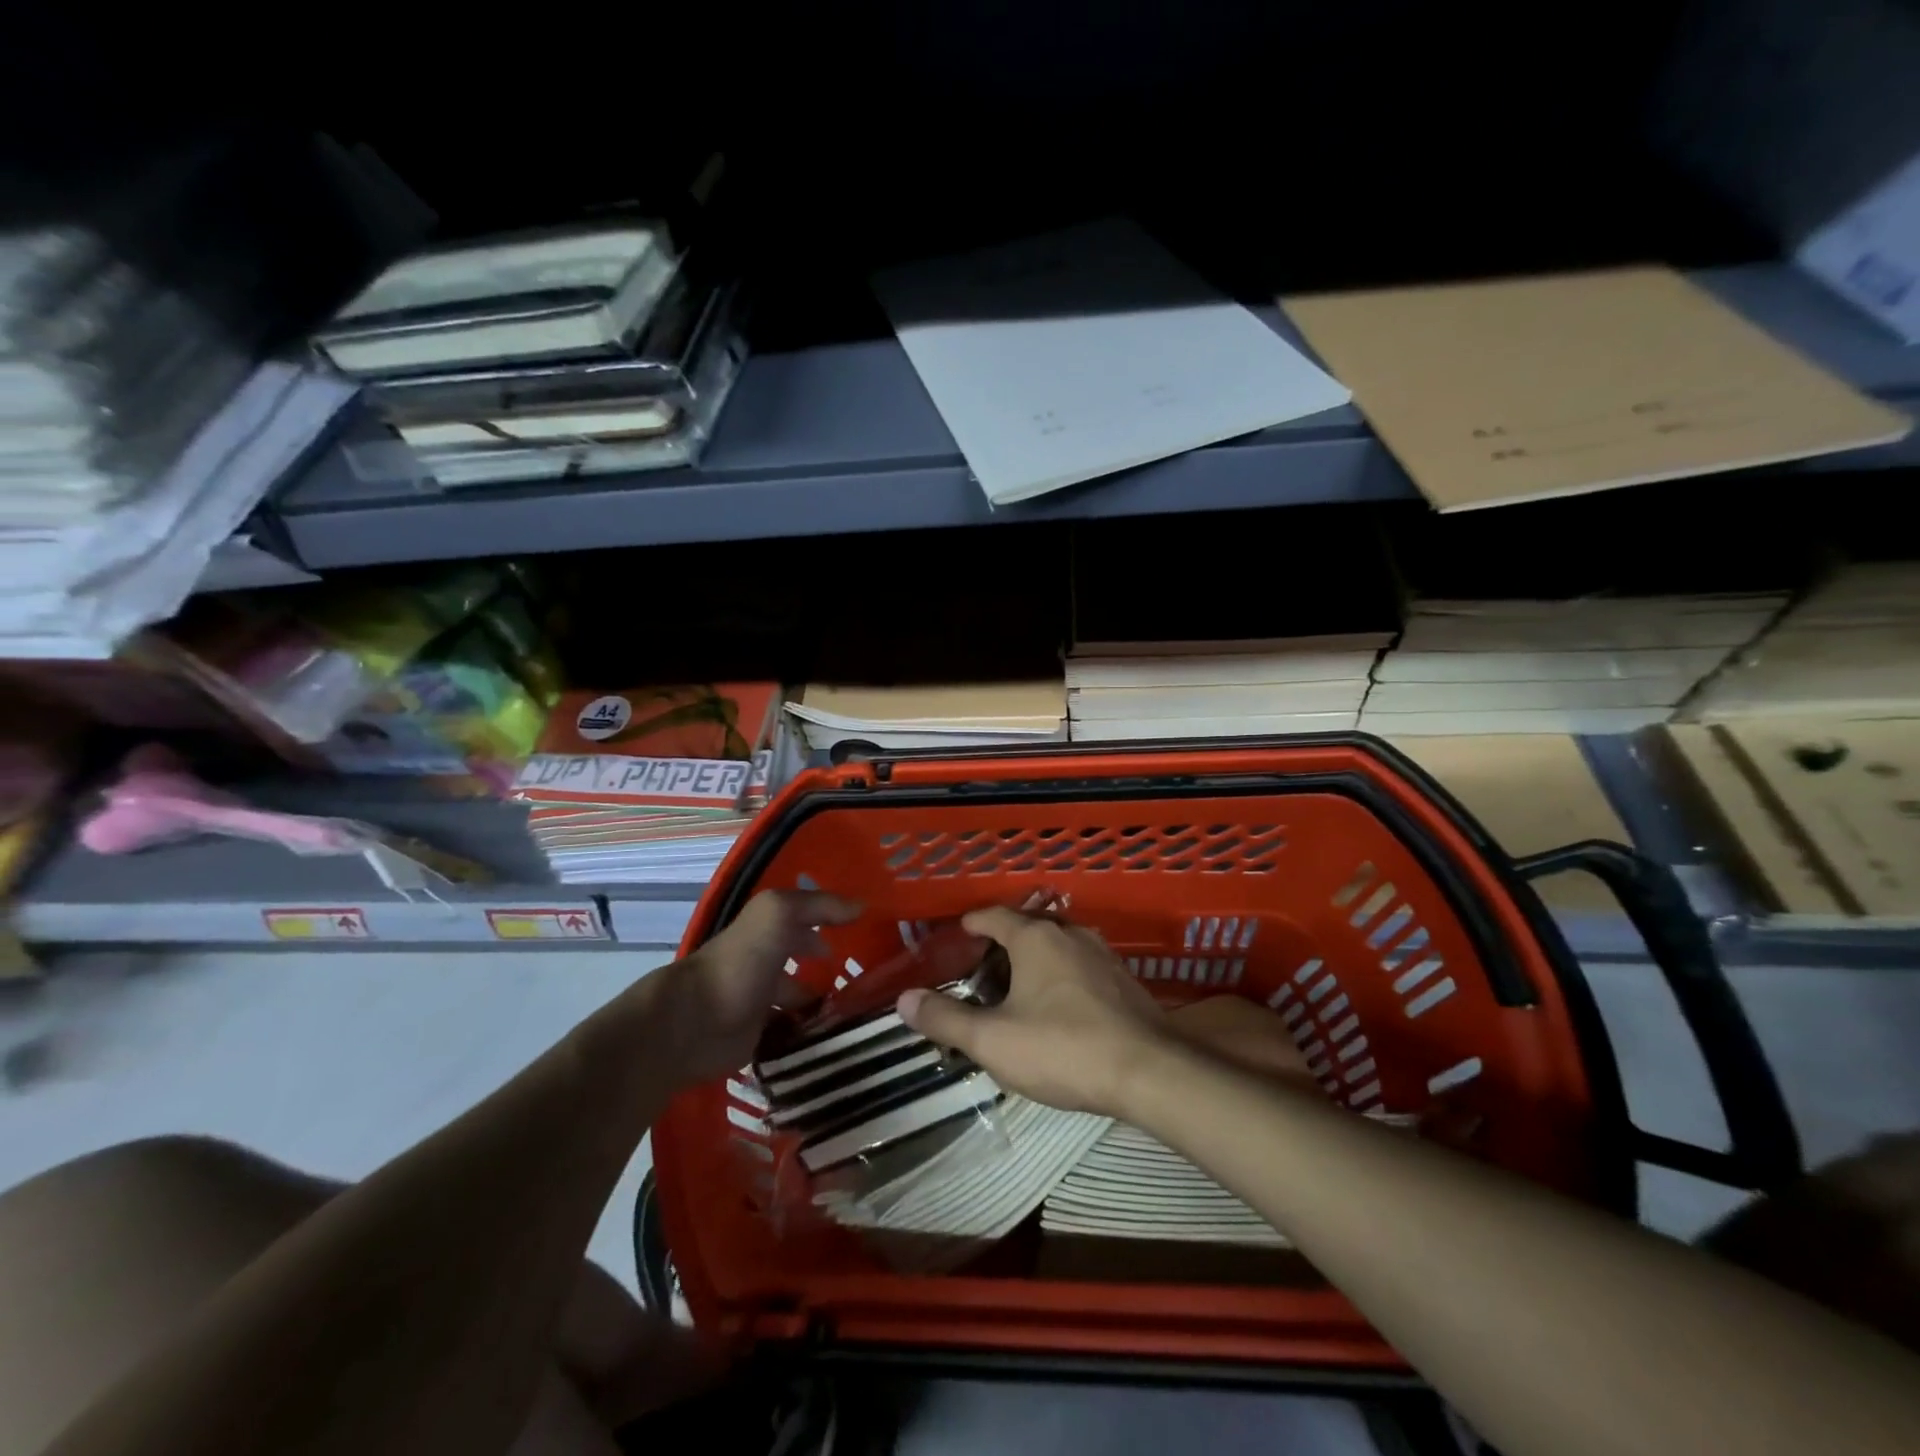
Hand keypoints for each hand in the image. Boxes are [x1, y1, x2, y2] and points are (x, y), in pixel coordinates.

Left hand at [661, 889, 860, 1083]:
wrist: (697, 1023)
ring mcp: (761, 1003)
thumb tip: (861, 906)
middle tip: (868, 978)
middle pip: (803, 961)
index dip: (832, 923)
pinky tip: (837, 1038)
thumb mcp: (778, 914)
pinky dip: (810, 1036)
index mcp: (767, 932)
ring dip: (825, 1004)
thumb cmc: (740, 962)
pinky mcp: (758, 1040)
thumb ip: (819, 905)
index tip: (865, 934)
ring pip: (800, 1000)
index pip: (806, 922)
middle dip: (830, 967)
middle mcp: (764, 964)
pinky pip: (792, 1035)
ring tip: (860, 1012)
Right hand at [896, 906, 1167, 1114]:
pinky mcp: (1123, 979)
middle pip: (1027, 927)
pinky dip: (1060, 976)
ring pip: (1056, 946)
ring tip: (1015, 989)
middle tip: (980, 969)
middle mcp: (1069, 934)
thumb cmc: (1062, 1048)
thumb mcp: (993, 1040)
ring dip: (1033, 960)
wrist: (1149, 1071)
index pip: (995, 915)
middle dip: (1001, 944)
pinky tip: (1057, 1007)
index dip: (973, 923)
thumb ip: (946, 1019)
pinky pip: (1080, 966)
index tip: (958, 934)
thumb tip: (904, 1000)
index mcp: (1035, 937)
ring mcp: (1101, 954)